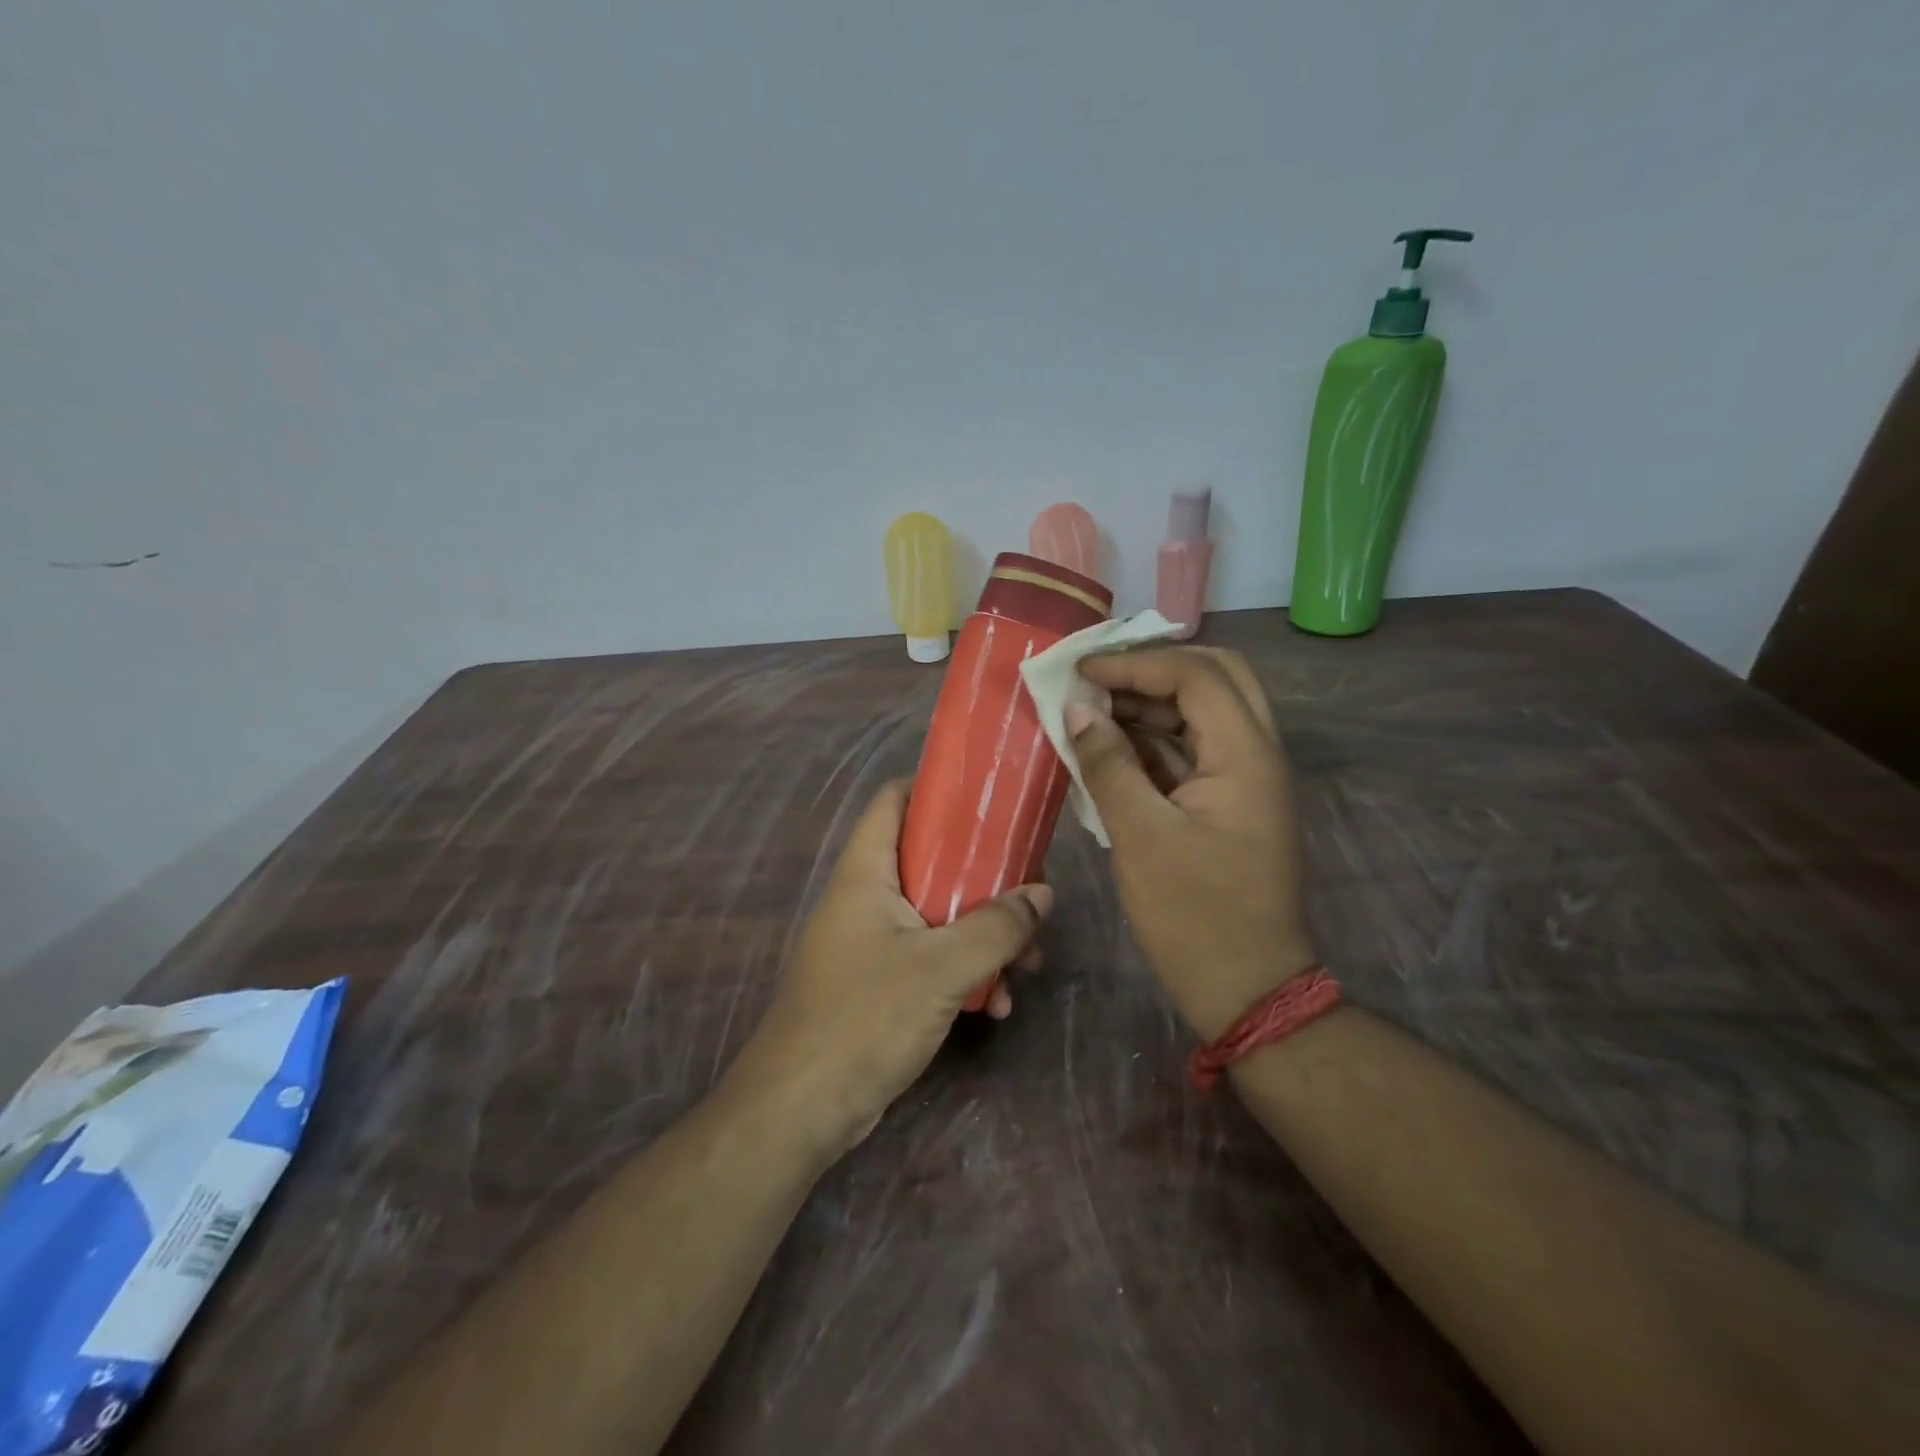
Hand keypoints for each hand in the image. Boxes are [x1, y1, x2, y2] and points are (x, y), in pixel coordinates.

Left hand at [727, 781, 1050, 1160]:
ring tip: (1028, 963)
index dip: (937, 788)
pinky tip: (998, 1004)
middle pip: (931, 860)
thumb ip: (996, 927)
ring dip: (984, 934)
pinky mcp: (881, 981)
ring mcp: (872, 941)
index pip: (895, 800)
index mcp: (866, 872)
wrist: (801, 1108)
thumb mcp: (941, 967)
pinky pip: (932, 958)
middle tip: (1029, 892)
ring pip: (939, 914)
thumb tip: (1042, 894)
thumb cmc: (864, 1018)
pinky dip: (965, 971)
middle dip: (985, 877)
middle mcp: (867, 897)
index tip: (989, 797)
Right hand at [1067, 647, 1315, 1040]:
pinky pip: (1193, 750)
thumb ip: (1109, 765)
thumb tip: (1079, 711)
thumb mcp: (1141, 837)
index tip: (1080, 672)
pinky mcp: (1230, 803)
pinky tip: (1109, 748)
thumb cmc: (1194, 916)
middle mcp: (1257, 754)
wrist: (1247, 989)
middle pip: (1215, 678)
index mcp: (1247, 756)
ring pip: (1203, 713)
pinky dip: (1153, 740)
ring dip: (1150, 704)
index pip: (1196, 676)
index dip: (1135, 665)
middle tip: (1098, 680)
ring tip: (1092, 710)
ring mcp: (1246, 779)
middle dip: (1152, 670)